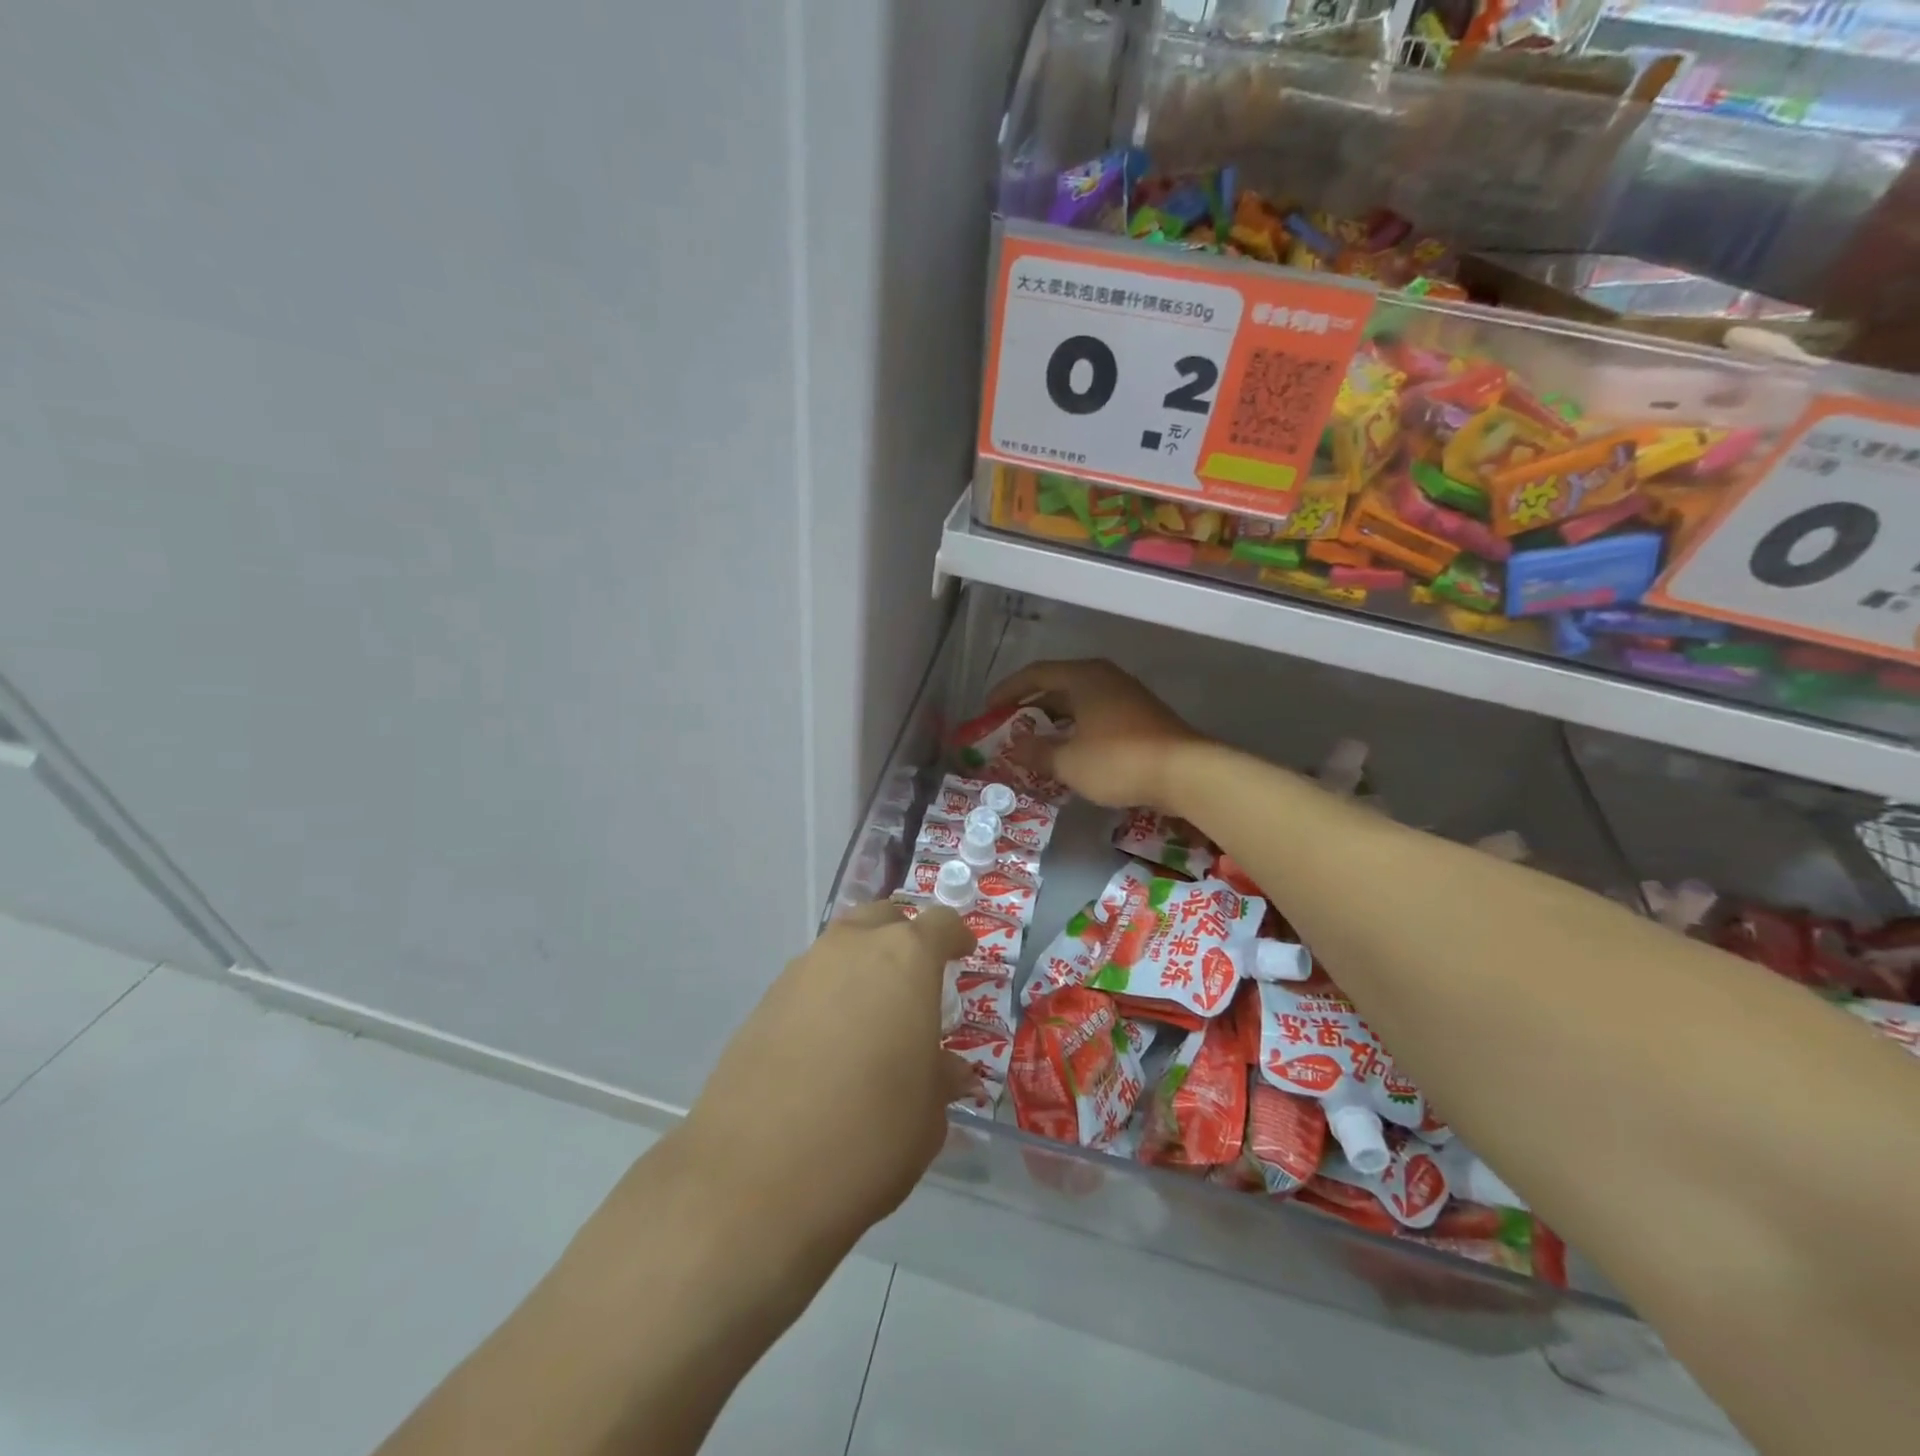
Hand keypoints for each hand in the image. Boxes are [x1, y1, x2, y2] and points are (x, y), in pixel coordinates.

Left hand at [675, 902, 976, 1251]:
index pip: (940, 923)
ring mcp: (800, 971)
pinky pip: (809, 982)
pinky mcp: (763, 1003)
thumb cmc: (869, 1135)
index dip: (956, 935)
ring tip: (871, 1015)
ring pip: (841, 947)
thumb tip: (949, 1071)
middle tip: (916, 977)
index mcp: (905, 959)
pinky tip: (828, 1044)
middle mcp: (851, 949)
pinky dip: (827, 997)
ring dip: (861, 966)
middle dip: (904, 936)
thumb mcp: (928, 1116)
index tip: (964, 952)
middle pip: (883, 918)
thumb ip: (941, 1079)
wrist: (754, 1178)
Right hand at [987, 658, 1206, 810]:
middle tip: (1009, 726)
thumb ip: (1037, 752)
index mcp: (1083, 677)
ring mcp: (1127, 696)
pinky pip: (1097, 716)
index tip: (989, 708)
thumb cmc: (1118, 760)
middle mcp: (1105, 678)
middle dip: (1031, 706)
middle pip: (1058, 685)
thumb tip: (1015, 747)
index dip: (1008, 690)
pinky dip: (1077, 729)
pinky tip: (1071, 752)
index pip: (1035, 674)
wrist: (1185, 773)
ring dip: (1055, 720)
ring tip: (1035, 742)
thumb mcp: (1068, 762)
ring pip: (1080, 703)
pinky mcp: (1141, 717)